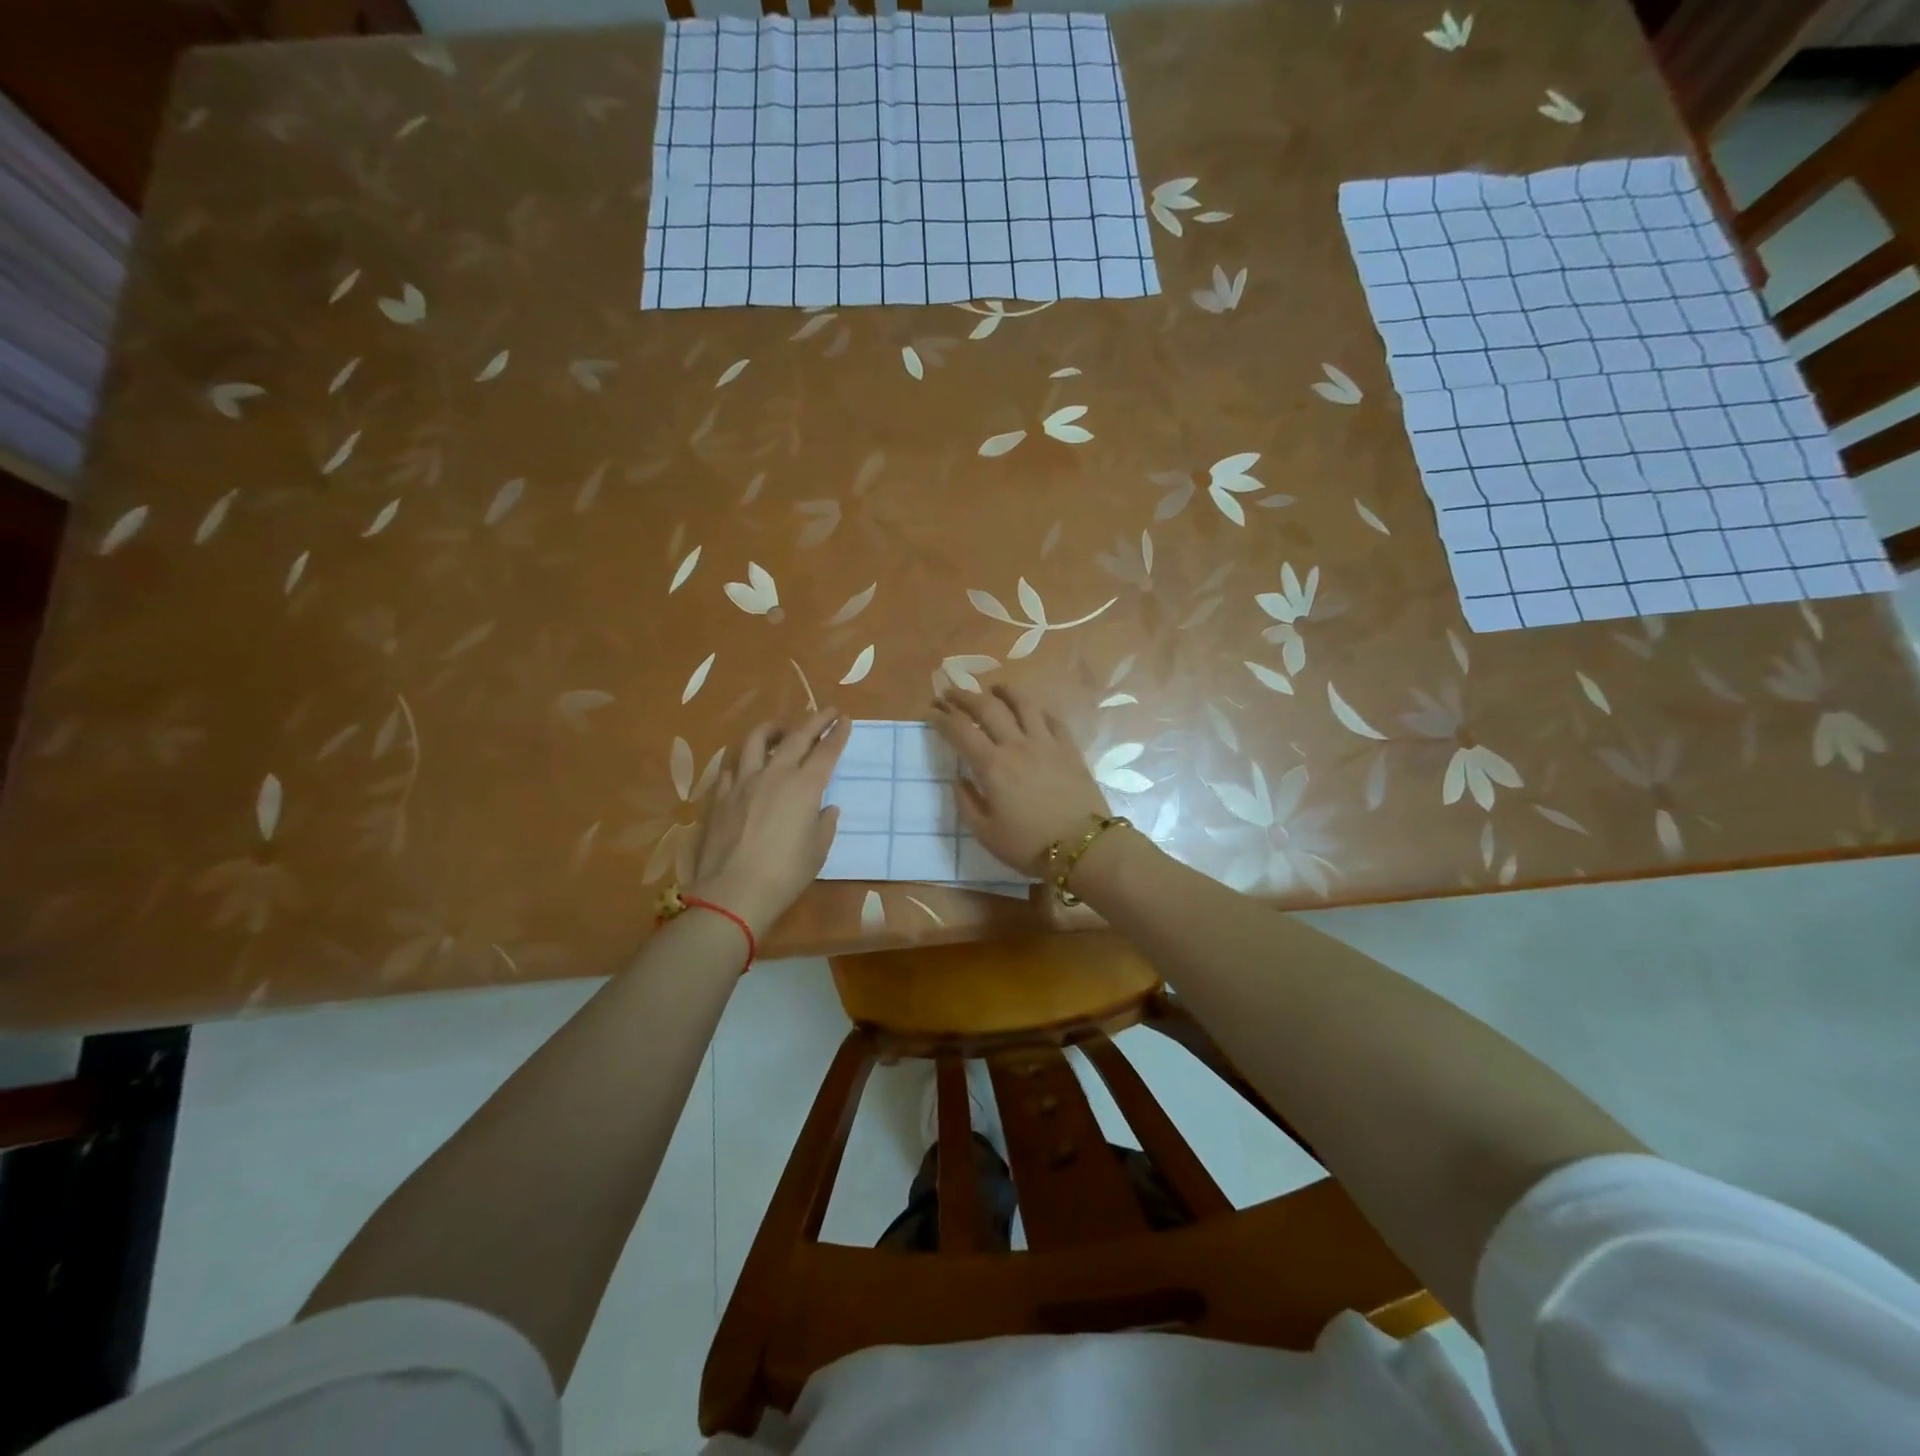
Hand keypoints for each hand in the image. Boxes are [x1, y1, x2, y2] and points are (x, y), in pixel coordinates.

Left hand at [690, 709, 848, 936]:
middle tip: (825, 712)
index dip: (837, 734)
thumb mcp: (817, 851)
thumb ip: (824, 824)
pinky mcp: (720, 796)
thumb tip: (826, 809)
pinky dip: (745, 760)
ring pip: (757, 741)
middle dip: (814, 720)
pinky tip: (748, 767)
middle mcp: (775, 775)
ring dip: (773, 729)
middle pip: (796, 737)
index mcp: (805, 787)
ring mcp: (744, 782)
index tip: (844, 720)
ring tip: (781, 730)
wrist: (733, 892)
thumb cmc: (785, 874)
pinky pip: (733, 766)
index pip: (826, 751)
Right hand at [930, 686, 1110, 874]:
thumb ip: (967, 803)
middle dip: (964, 696)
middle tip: (951, 692)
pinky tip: (1031, 711)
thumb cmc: (1029, 845)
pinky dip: (1036, 710)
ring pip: (1023, 703)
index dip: (942, 717)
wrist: (1083, 847)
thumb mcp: (986, 833)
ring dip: (1004, 691)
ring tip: (993, 689)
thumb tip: (959, 779)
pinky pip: (1051, 719)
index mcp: (992, 766)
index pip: (960, 730)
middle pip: (987, 708)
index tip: (931, 711)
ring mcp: (1046, 742)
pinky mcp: (1069, 748)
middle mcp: (1017, 745)